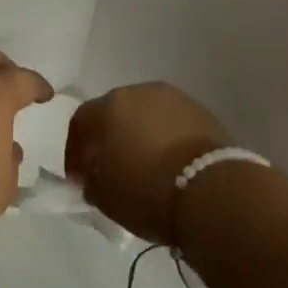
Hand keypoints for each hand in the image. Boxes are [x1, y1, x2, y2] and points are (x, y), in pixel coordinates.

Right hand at [64, 82, 229, 244]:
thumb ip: (90, 180)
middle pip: (115, 112)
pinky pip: (172, 123)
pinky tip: (171, 163)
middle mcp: (139, 91)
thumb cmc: (147, 192)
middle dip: (111, 137)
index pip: (80, 121)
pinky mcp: (202, 111)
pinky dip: (166, 139)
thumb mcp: (104, 197)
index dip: (76, 149)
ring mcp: (174, 98)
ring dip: (141, 135)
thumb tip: (92, 174)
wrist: (212, 193)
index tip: (80, 175)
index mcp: (108, 106)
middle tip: (113, 167)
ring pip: (146, 115)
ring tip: (147, 165)